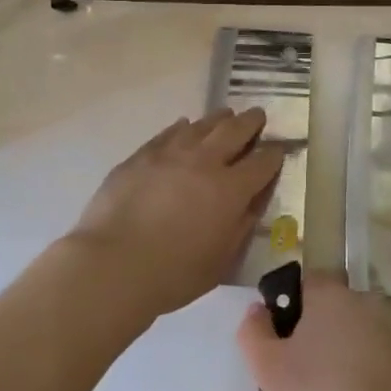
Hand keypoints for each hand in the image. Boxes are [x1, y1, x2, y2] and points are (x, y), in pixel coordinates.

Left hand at [71, 110, 283, 319]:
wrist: (111, 265)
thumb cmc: (172, 274)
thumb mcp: (221, 260)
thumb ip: (242, 225)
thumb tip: (253, 200)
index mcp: (231, 189)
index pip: (263, 161)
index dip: (275, 153)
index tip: (279, 150)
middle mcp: (205, 161)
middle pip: (236, 130)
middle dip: (252, 122)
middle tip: (258, 117)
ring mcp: (171, 153)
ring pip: (203, 124)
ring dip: (220, 119)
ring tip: (226, 116)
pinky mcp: (142, 155)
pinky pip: (170, 132)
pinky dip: (184, 127)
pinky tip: (185, 127)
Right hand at [237, 275, 390, 390]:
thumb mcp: (268, 368)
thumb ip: (254, 330)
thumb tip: (258, 309)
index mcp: (331, 294)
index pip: (308, 282)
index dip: (293, 306)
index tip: (282, 339)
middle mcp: (364, 302)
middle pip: (333, 307)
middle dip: (317, 329)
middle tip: (299, 368)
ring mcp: (390, 331)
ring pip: (355, 333)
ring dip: (341, 350)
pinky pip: (375, 358)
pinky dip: (363, 372)